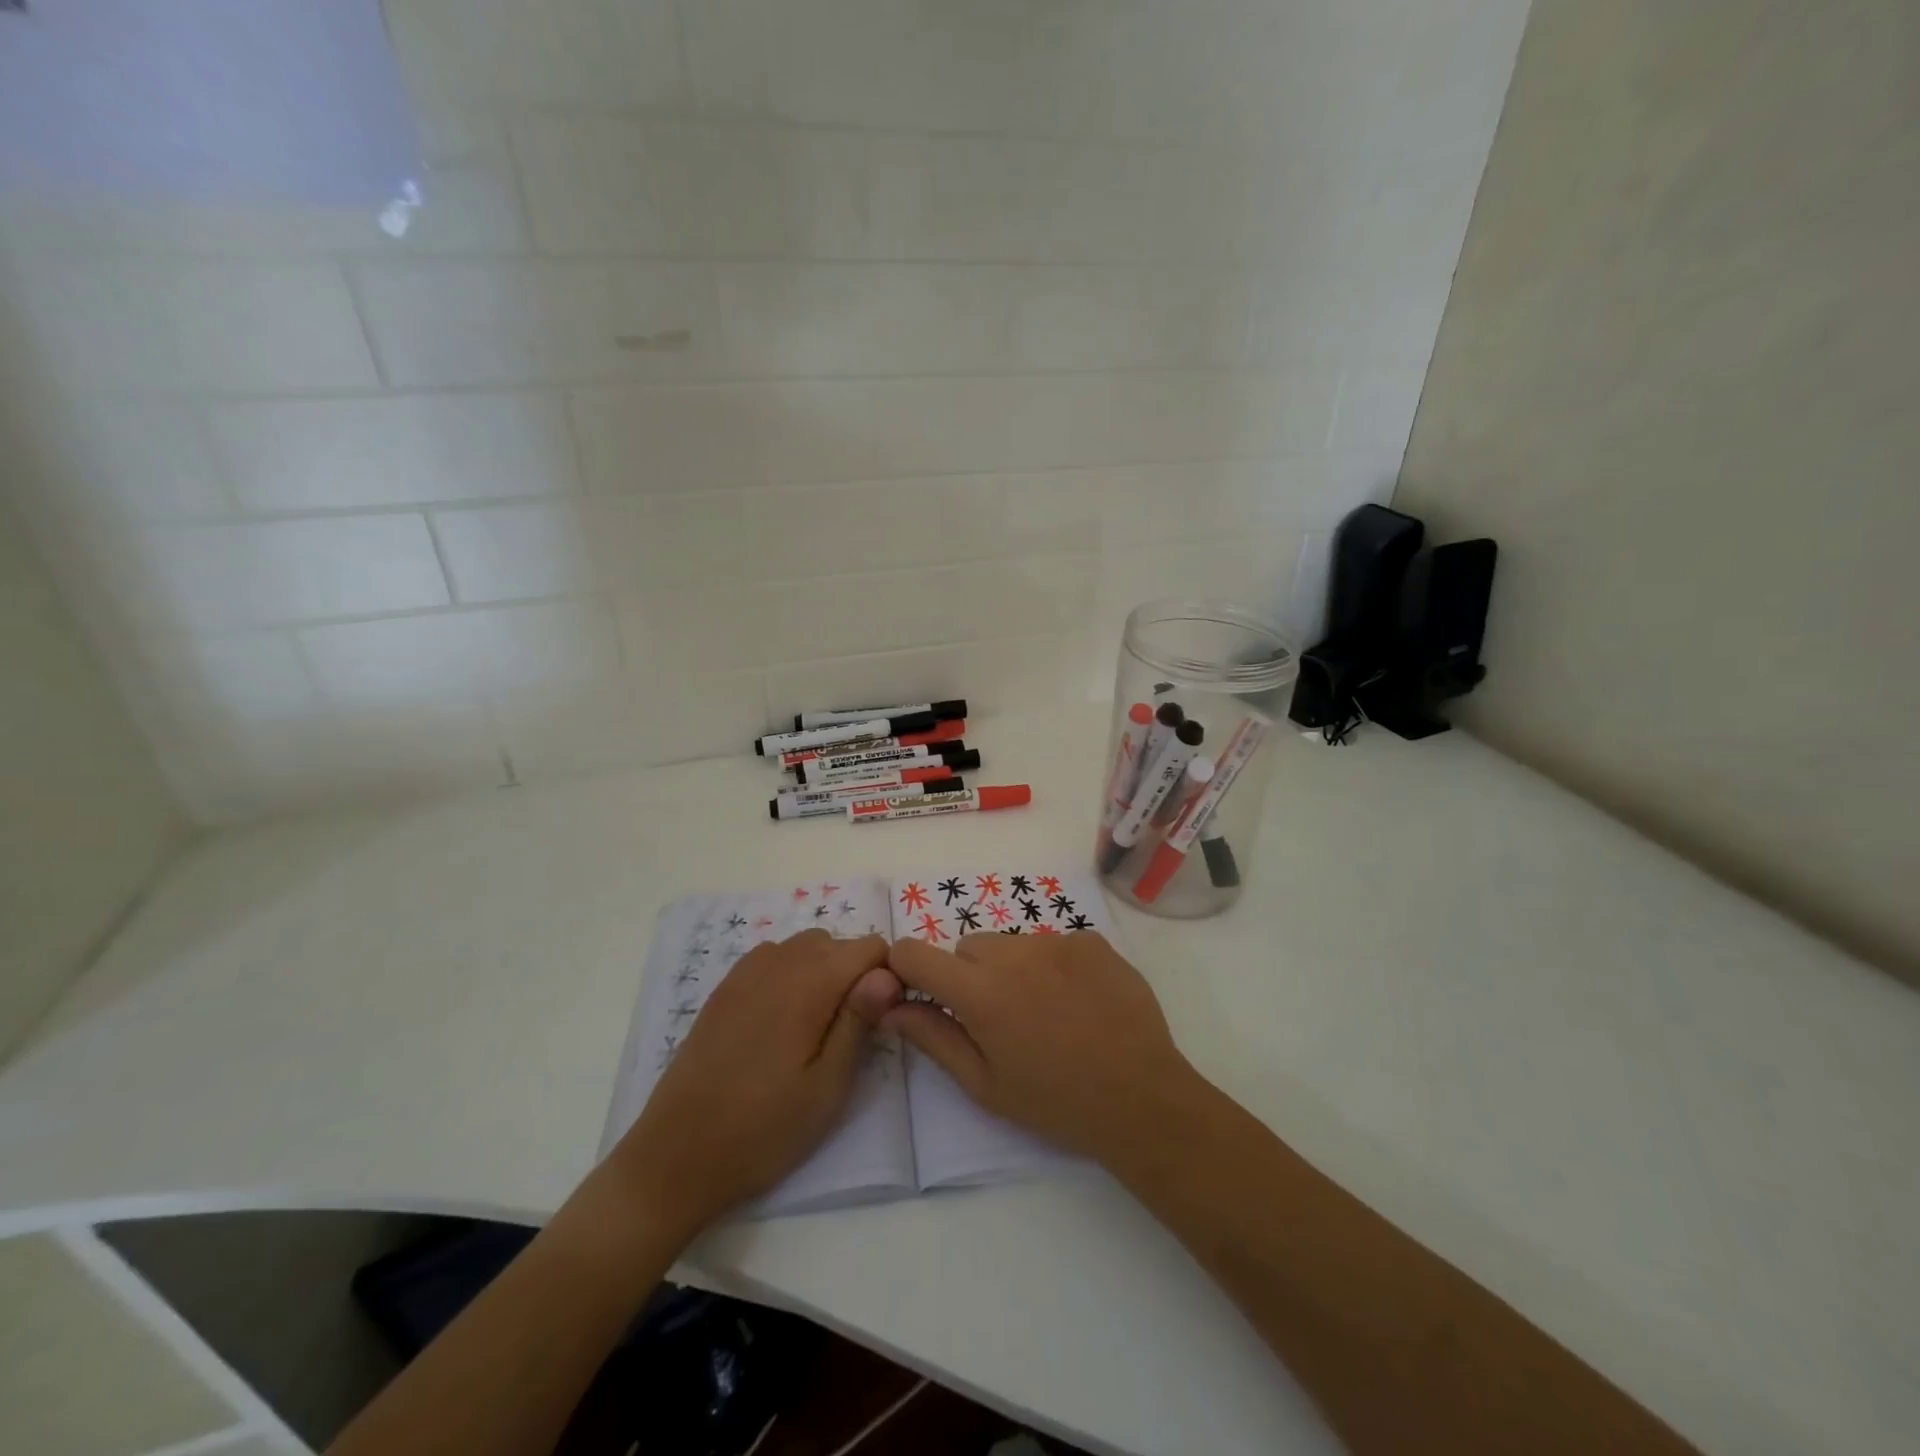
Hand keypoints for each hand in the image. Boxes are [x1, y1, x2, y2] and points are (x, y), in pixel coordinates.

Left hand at [610, 931, 900, 1234]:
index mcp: (809, 984)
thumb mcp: (827, 1087)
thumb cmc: (763, 1129)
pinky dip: (789, 972)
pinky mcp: (723, 989)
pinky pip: (771, 957)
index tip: (879, 1019)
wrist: (675, 1158)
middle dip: (854, 973)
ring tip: (816, 1026)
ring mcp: (744, 973)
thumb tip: (888, 971)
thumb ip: (859, 1021)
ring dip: (822, 970)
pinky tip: (781, 1017)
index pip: (869, 947)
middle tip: (848, 1032)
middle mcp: (778, 964)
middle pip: (837, 942)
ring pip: (804, 946)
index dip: (884, 977)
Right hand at [884, 931, 1201, 1164]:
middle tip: (997, 1019)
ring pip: (1011, 943)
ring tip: (1044, 1011)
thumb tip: (891, 1008)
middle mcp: (1014, 953)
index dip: (906, 968)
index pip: (915, 953)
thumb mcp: (984, 1084)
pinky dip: (1053, 965)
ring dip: (1012, 968)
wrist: (1142, 1099)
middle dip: (969, 975)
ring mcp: (1057, 941)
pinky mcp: (1091, 941)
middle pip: (968, 947)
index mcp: (980, 992)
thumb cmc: (1055, 1101)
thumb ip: (933, 1038)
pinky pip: (1054, 943)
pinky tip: (1078, 1001)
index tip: (918, 991)